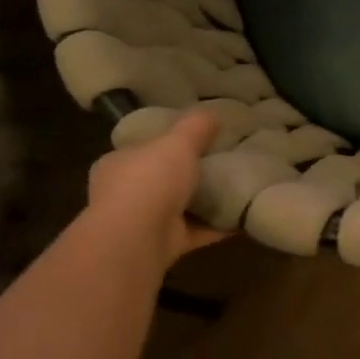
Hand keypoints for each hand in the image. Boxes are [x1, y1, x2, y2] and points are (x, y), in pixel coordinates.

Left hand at [85, 110, 226, 264]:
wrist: (137, 239)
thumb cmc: (150, 180)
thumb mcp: (177, 141)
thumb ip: (195, 126)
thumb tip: (211, 113)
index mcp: (117, 164)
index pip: (141, 149)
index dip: (165, 143)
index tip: (194, 139)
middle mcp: (124, 194)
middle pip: (160, 179)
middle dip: (186, 174)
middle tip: (220, 162)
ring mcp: (142, 223)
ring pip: (177, 208)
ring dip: (203, 202)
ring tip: (236, 188)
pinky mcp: (163, 246)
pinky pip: (196, 231)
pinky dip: (216, 226)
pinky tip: (242, 217)